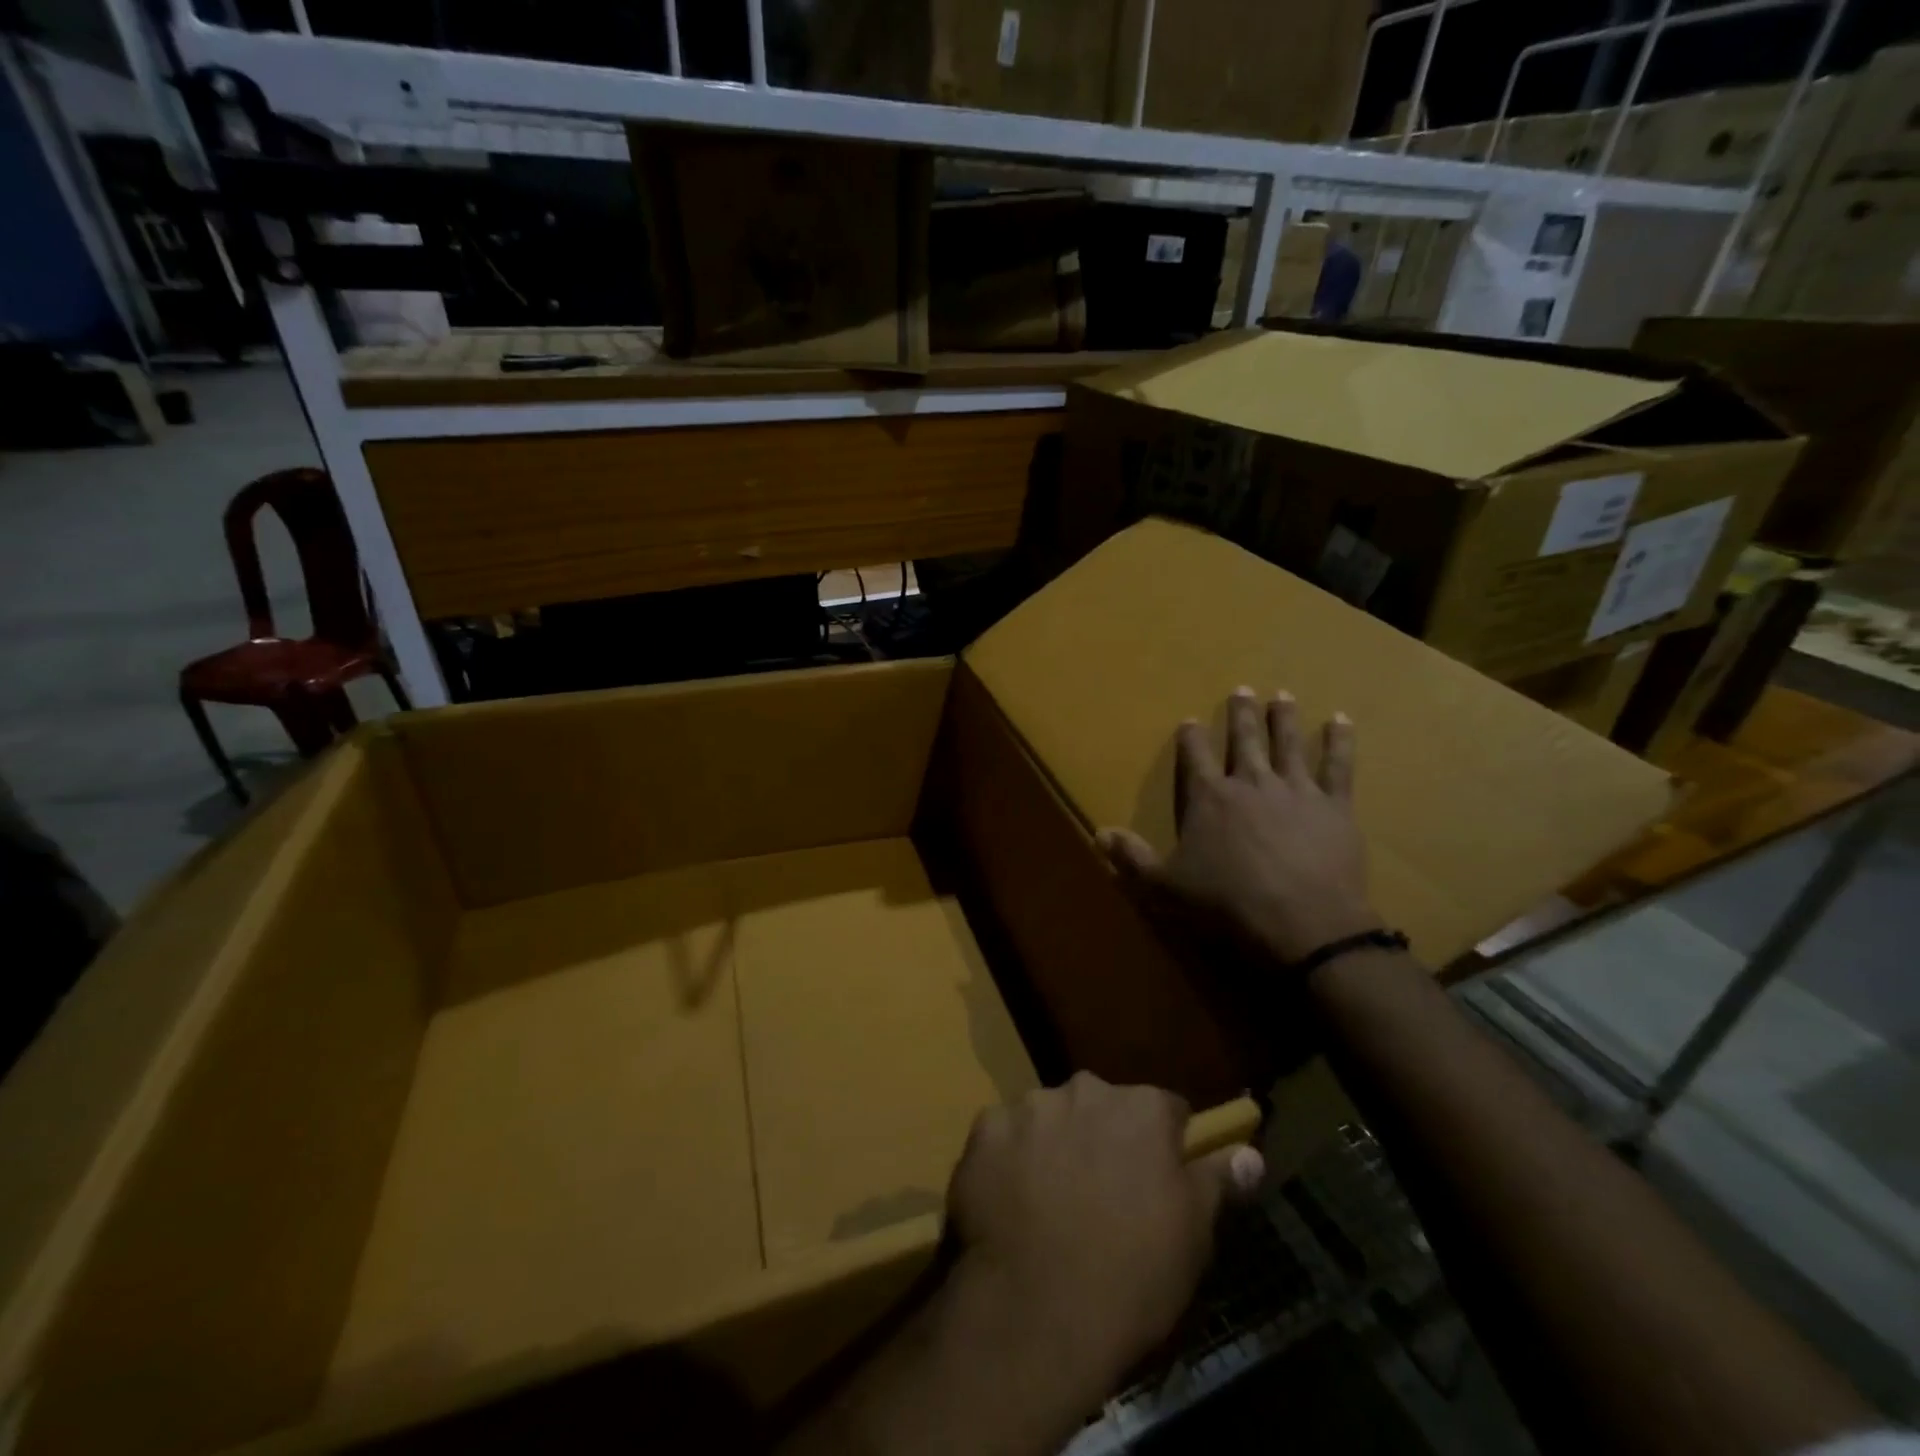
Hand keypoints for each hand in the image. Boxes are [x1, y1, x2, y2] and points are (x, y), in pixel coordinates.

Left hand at [945, 1074, 1263, 1385]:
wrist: (1037, 1310)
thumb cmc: (1131, 1276)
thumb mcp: (1192, 1236)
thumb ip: (1216, 1182)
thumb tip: (1250, 1153)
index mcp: (1141, 1109)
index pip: (1165, 1110)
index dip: (1164, 1145)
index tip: (1157, 1180)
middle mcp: (1085, 1090)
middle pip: (1102, 1107)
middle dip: (1104, 1138)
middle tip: (1101, 1195)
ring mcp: (1029, 1106)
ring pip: (1050, 1117)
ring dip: (1055, 1144)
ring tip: (1051, 1202)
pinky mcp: (985, 1128)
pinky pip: (1004, 1135)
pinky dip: (1009, 1158)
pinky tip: (1012, 1202)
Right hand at [1099, 688, 1377, 965]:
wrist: (1302, 923)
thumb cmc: (1226, 904)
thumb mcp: (1165, 886)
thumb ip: (1132, 857)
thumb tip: (1098, 834)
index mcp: (1209, 798)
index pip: (1196, 757)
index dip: (1191, 738)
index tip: (1190, 720)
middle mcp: (1250, 782)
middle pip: (1244, 739)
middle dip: (1241, 714)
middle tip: (1243, 688)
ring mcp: (1295, 790)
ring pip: (1288, 743)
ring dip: (1284, 718)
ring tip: (1283, 695)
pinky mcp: (1333, 805)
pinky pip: (1338, 766)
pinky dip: (1340, 741)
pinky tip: (1341, 720)